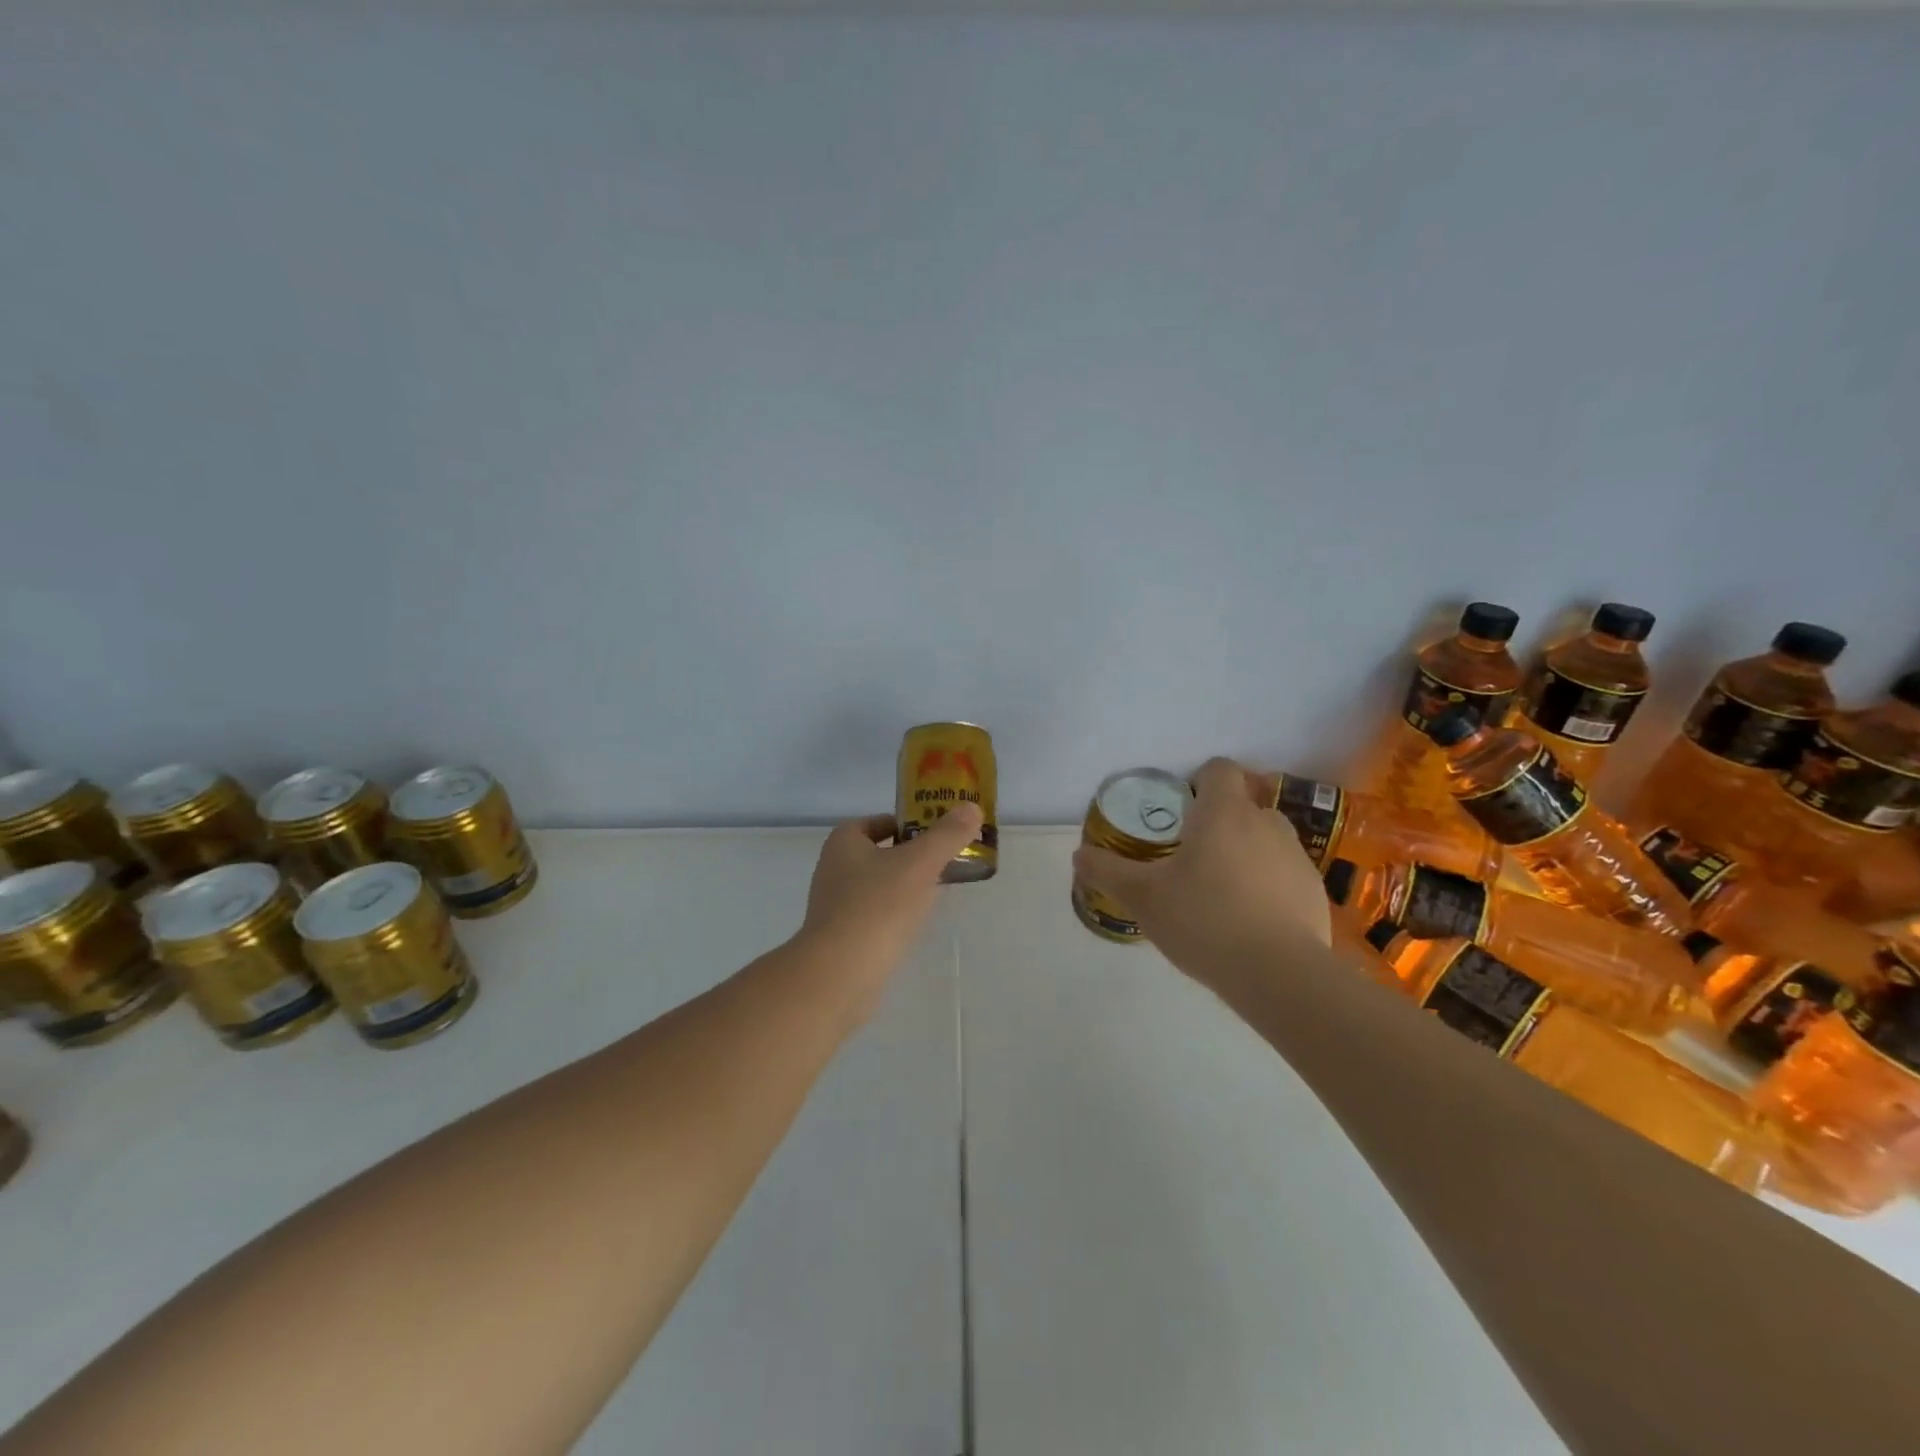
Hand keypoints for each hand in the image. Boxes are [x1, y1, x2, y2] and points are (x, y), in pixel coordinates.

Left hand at [795, 803, 984, 1020]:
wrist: (839, 975)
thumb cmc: (878, 906)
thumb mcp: (920, 863)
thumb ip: (947, 835)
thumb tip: (971, 808)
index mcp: (844, 842)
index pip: (878, 822)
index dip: (908, 823)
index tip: (938, 834)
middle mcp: (833, 869)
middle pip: (880, 853)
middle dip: (911, 856)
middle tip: (946, 862)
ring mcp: (834, 906)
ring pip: (878, 887)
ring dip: (904, 887)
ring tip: (938, 894)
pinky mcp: (840, 938)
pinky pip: (874, 917)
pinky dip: (895, 916)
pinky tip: (915, 926)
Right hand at [1073, 758, 1329, 987]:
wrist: (1279, 974)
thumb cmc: (1204, 919)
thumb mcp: (1143, 897)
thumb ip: (1108, 871)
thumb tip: (1079, 855)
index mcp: (1224, 812)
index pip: (1219, 768)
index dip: (1199, 781)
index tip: (1180, 811)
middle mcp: (1265, 822)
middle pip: (1243, 804)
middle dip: (1220, 822)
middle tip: (1192, 857)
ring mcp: (1296, 857)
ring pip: (1265, 840)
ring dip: (1245, 853)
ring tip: (1220, 893)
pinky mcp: (1314, 891)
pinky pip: (1284, 874)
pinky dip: (1268, 886)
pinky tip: (1249, 921)